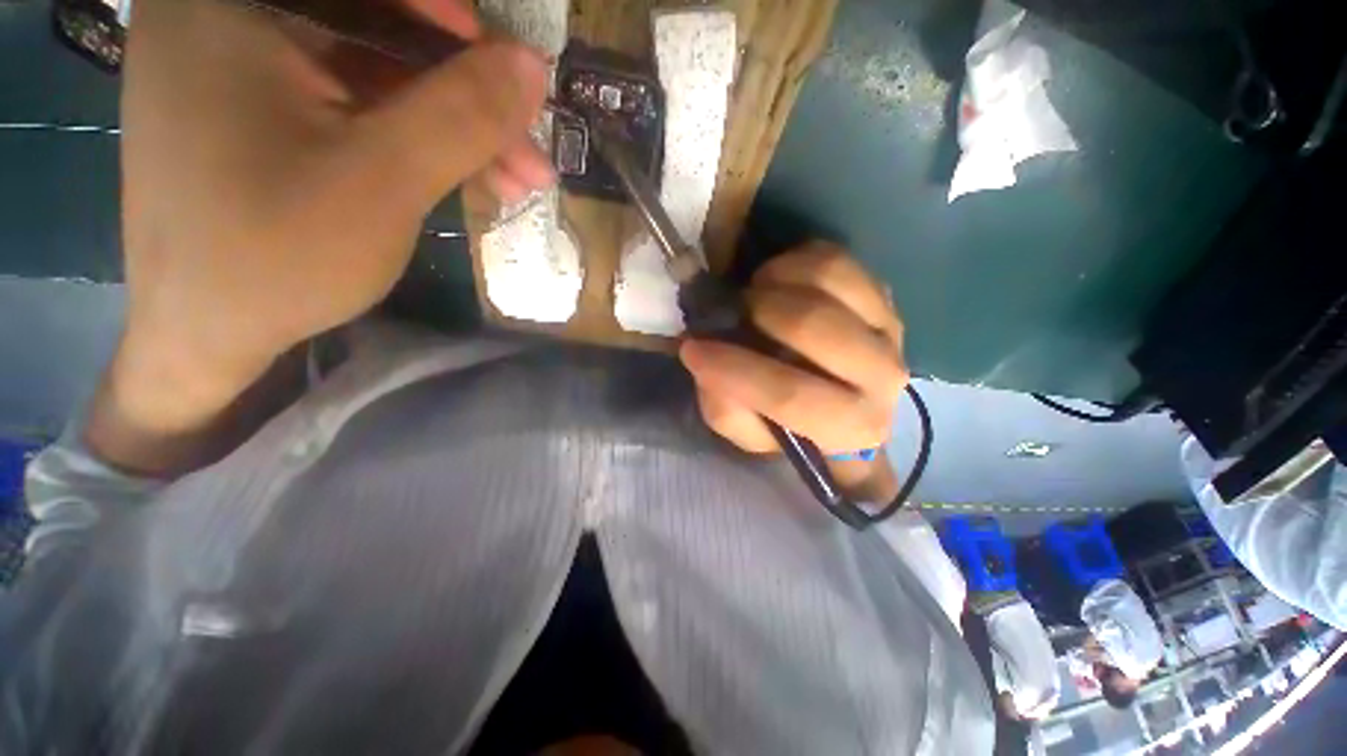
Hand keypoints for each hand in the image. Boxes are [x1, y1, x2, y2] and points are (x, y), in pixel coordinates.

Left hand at [91, 0, 551, 471]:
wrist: (207, 334)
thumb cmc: (275, 256)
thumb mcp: (381, 181)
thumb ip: (460, 116)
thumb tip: (532, 66)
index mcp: (229, 5)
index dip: (443, 14)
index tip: (507, 64)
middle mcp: (228, 16)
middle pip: (376, 30)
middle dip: (464, 94)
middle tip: (528, 149)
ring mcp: (247, 65)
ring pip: (379, 75)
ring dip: (455, 128)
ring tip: (517, 181)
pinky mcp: (268, 111)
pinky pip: (360, 107)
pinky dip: (419, 141)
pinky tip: (471, 179)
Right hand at [679, 243, 909, 498]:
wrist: (837, 397)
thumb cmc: (788, 422)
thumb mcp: (748, 431)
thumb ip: (726, 408)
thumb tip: (708, 359)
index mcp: (850, 426)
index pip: (792, 396)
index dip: (735, 371)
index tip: (692, 351)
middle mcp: (883, 376)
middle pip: (814, 326)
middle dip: (758, 312)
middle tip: (735, 313)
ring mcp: (888, 326)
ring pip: (827, 278)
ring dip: (774, 281)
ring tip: (756, 296)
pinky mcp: (880, 292)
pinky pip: (833, 257)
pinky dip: (792, 261)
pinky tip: (777, 282)